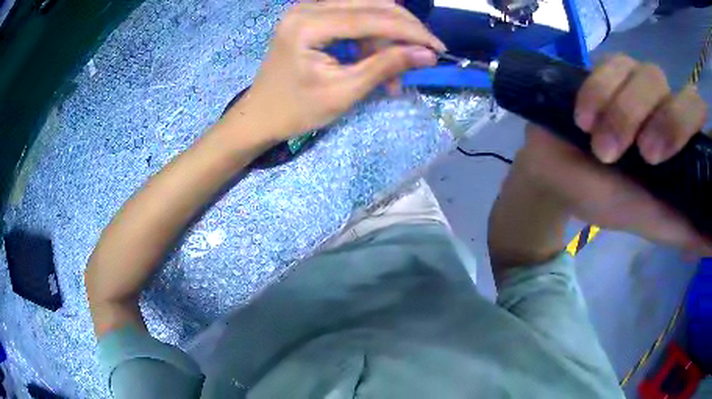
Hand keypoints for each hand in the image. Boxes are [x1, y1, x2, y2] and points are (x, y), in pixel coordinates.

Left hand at [226, 1, 444, 141]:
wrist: (260, 115)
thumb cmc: (296, 110)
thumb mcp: (344, 92)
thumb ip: (385, 66)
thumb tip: (427, 55)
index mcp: (308, 25)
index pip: (372, 17)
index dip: (411, 31)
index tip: (438, 48)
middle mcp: (307, 7)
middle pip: (372, 5)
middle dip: (404, 29)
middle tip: (424, 55)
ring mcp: (307, 8)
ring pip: (365, 8)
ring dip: (387, 35)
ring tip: (393, 71)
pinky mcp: (311, 15)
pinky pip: (352, 15)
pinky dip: (370, 36)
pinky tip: (375, 58)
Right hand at [515, 54, 708, 252]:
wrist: (556, 174)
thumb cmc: (604, 198)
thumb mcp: (647, 220)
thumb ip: (682, 229)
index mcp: (678, 140)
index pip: (697, 111)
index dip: (685, 124)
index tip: (659, 159)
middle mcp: (663, 104)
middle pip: (675, 88)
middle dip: (660, 119)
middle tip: (641, 154)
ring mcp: (635, 81)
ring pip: (644, 73)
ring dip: (623, 111)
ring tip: (600, 147)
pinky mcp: (606, 69)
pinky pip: (610, 63)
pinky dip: (598, 91)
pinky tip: (583, 119)